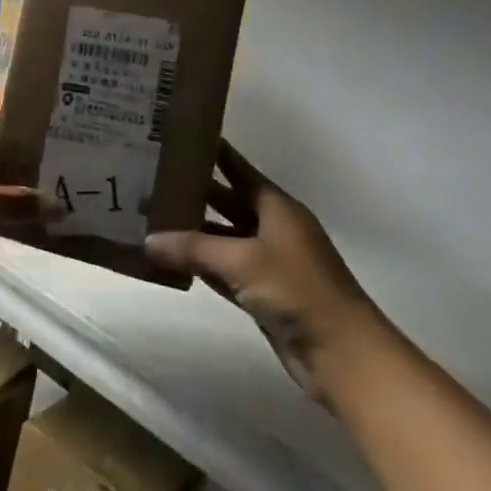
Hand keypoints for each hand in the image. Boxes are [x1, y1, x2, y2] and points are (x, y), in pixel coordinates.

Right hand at [144, 141, 379, 404]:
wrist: (342, 354)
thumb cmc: (298, 290)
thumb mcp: (242, 261)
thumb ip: (193, 248)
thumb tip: (148, 239)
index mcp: (276, 207)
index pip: (238, 169)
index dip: (213, 152)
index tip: (179, 136)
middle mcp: (272, 227)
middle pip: (227, 202)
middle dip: (194, 192)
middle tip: (152, 179)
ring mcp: (267, 262)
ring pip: (222, 237)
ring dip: (193, 231)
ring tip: (152, 217)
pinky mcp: (261, 293)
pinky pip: (223, 269)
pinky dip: (200, 264)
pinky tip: (170, 259)